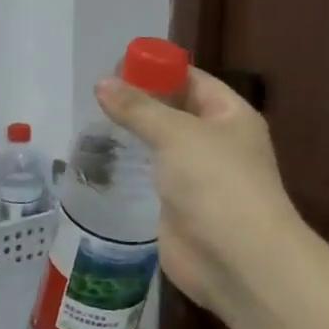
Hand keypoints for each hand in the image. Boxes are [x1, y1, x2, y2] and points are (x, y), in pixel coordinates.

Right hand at [96, 68, 303, 322]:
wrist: (238, 261)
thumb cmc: (216, 183)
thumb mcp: (176, 134)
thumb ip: (137, 108)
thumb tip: (102, 83)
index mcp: (230, 116)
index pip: (192, 80)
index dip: (158, 70)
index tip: (116, 67)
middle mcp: (216, 142)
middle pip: (174, 111)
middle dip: (140, 102)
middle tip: (95, 95)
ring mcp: (197, 176)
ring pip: (160, 146)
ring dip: (131, 136)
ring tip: (89, 123)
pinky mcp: (178, 206)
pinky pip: (151, 177)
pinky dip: (129, 168)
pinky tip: (99, 161)